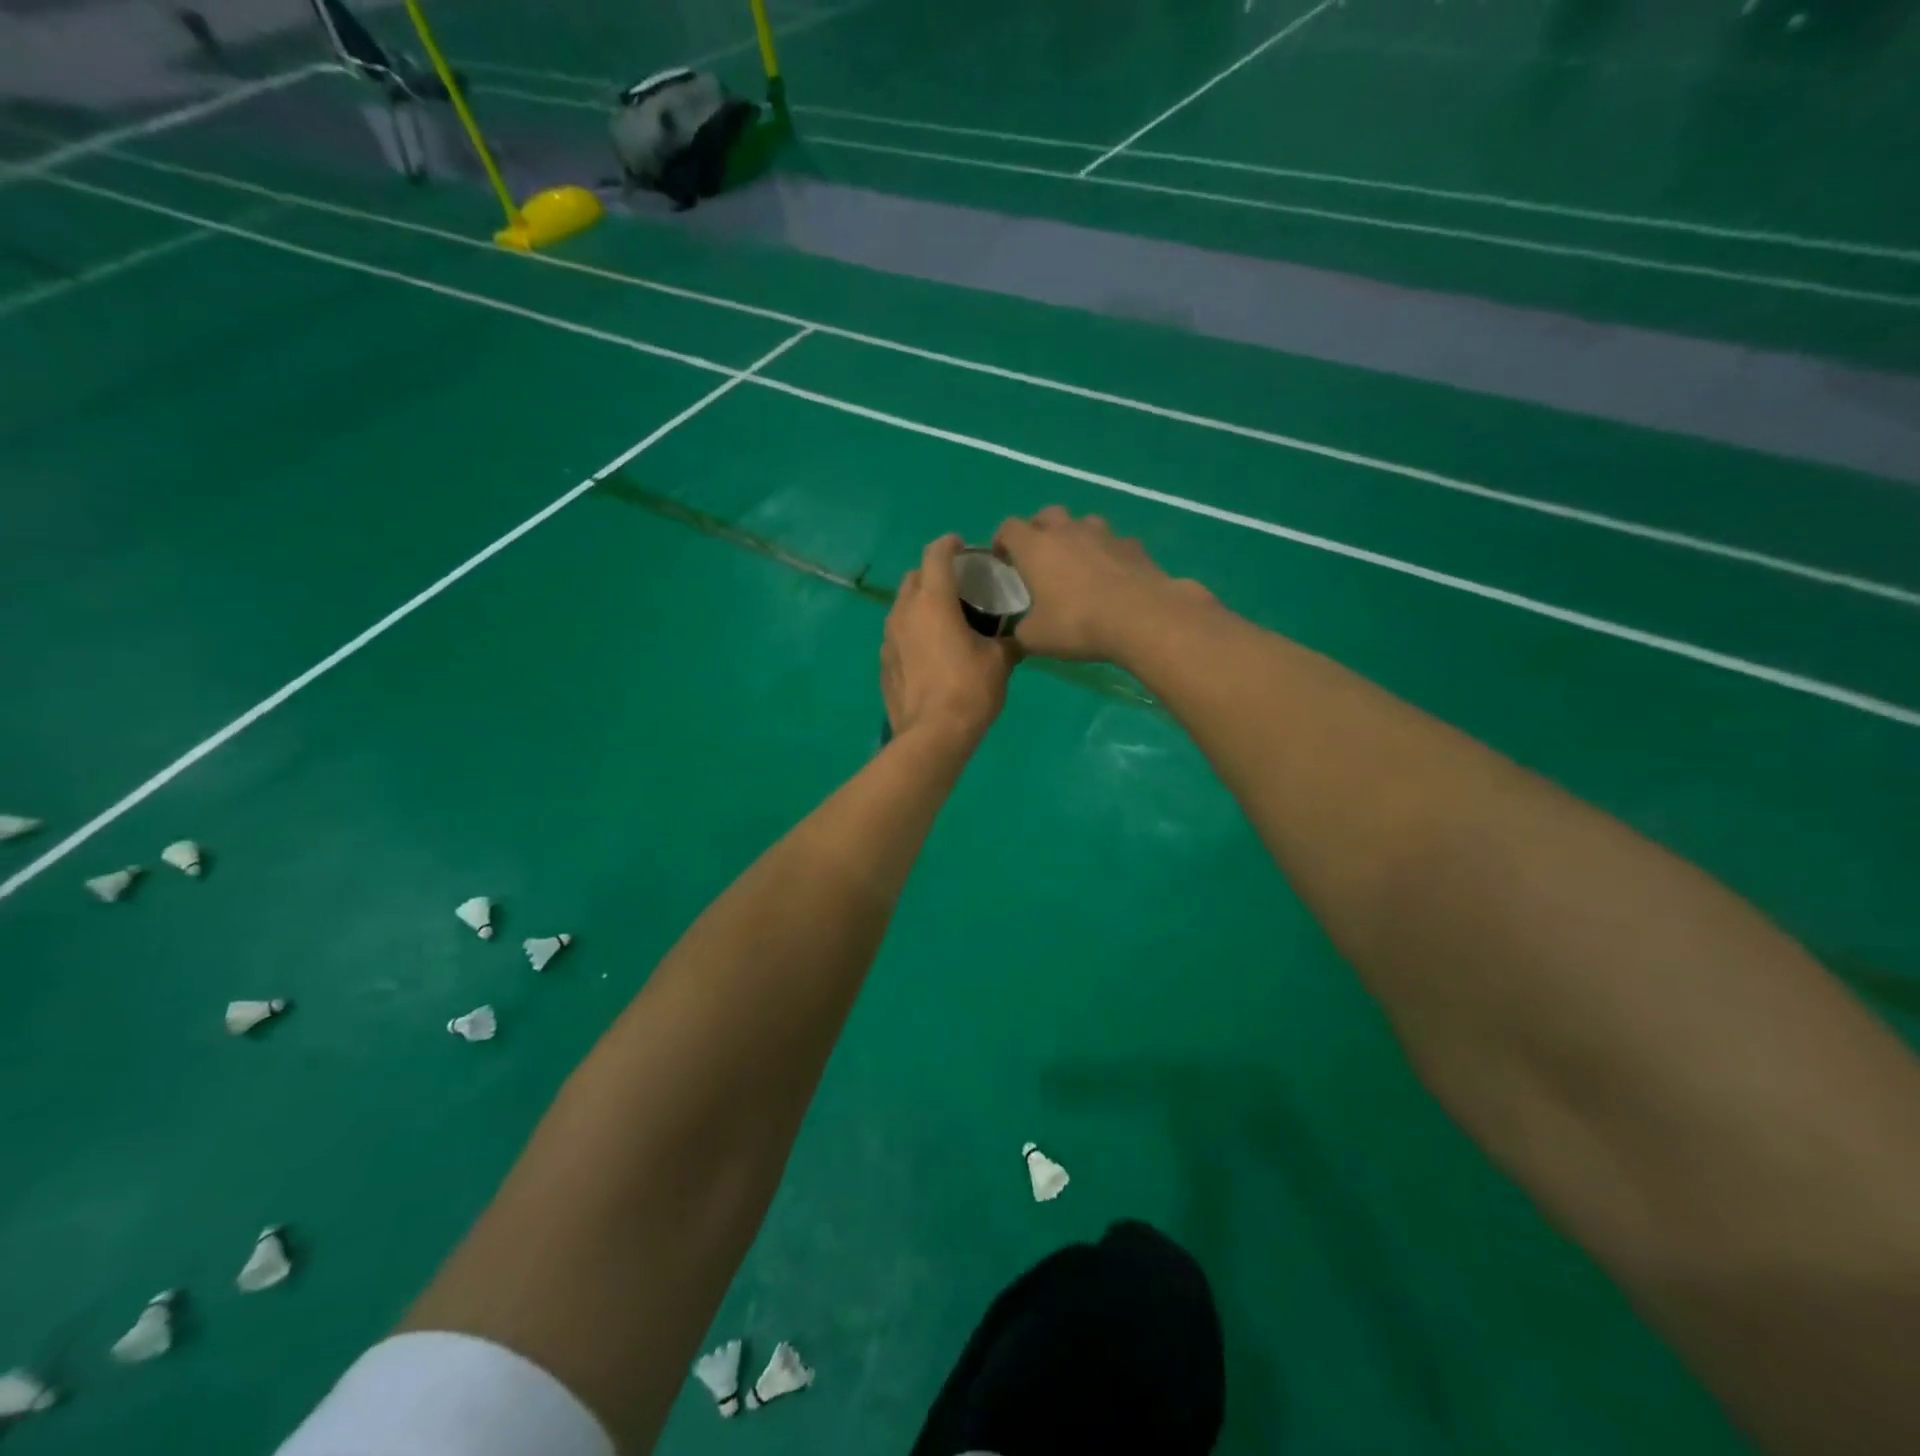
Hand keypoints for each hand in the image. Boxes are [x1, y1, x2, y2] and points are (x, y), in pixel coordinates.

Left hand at [881, 534, 1018, 747]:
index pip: (936, 554)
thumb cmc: (970, 691)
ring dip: (920, 604)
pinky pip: (897, 635)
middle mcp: (904, 612)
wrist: (932, 736)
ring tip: (943, 620)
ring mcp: (888, 638)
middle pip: (914, 577)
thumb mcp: (1000, 663)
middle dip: (933, 574)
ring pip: (902, 606)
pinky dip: (912, 632)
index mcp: (933, 601)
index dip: (949, 544)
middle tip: (957, 588)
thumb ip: (1008, 642)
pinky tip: (930, 652)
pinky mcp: (884, 662)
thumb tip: (1018, 639)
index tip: (963, 547)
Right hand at [993, 507, 1209, 662]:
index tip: (1002, 559)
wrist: (1140, 617)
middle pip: (1046, 514)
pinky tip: (1112, 576)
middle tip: (1039, 558)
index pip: (1009, 528)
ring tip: (1077, 563)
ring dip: (1075, 537)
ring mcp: (1104, 534)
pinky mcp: (1133, 546)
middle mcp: (1067, 531)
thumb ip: (1021, 631)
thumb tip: (1020, 631)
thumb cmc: (1077, 623)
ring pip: (1083, 523)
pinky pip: (1114, 543)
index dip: (1002, 540)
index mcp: (1035, 547)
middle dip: (1039, 531)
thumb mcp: (1036, 638)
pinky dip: (1108, 554)